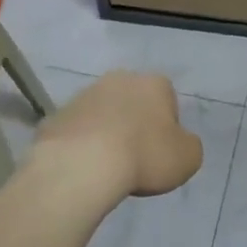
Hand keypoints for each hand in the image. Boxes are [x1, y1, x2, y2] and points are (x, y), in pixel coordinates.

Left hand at [32, 71, 202, 197]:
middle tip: (136, 156)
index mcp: (155, 83)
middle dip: (135, 123)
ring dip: (106, 131)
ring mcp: (84, 95)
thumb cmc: (144, 156)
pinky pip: (77, 130)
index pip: (168, 100)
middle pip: (133, 101)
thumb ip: (188, 145)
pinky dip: (81, 144)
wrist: (83, 165)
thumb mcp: (188, 158)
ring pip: (103, 113)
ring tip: (107, 165)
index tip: (162, 150)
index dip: (167, 126)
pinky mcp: (58, 115)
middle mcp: (119, 79)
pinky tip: (84, 166)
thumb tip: (179, 142)